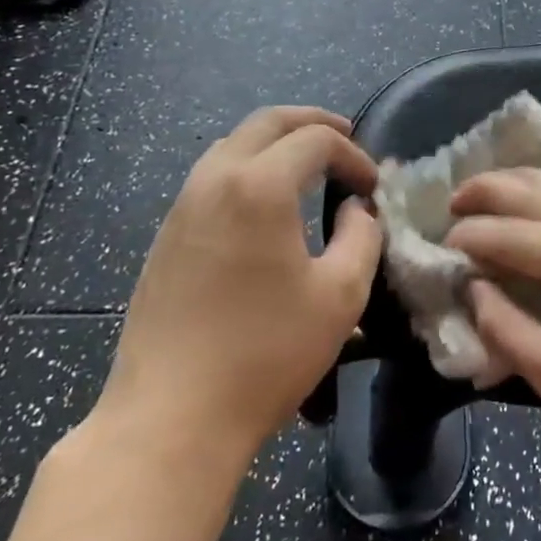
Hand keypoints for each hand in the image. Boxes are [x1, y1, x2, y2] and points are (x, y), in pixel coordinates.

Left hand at [96, 107, 382, 464]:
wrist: (171, 417)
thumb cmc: (267, 353)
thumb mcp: (341, 295)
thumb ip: (362, 236)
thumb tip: (355, 210)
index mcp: (259, 187)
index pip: (315, 140)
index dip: (353, 155)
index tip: (373, 188)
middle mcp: (214, 181)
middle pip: (266, 123)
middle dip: (311, 123)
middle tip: (345, 137)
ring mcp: (182, 208)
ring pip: (232, 145)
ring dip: (275, 142)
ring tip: (308, 164)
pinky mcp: (166, 237)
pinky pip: (211, 178)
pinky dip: (247, 169)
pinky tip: (266, 204)